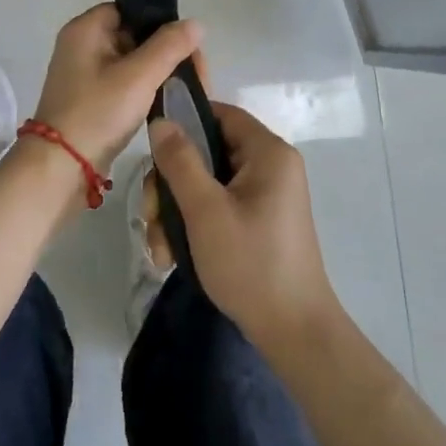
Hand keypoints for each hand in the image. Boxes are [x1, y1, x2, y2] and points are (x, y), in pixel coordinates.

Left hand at [32, 5, 201, 170]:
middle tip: (197, 71)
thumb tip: (196, 24)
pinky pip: (123, 83)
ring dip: (159, 71)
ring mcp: (84, 75)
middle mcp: (81, 46)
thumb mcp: (139, 75)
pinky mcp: (90, 100)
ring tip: (189, 87)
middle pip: (133, 35)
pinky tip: (167, 100)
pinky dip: (145, 89)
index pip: (129, 9)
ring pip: (131, 61)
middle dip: (166, 50)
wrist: (60, 167)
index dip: (159, 21)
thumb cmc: (98, 112)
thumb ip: (170, 46)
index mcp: (85, 29)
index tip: (187, 43)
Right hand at [149, 103, 340, 352]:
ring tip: (160, 249)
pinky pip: (217, 206)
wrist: (294, 331)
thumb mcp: (206, 210)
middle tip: (152, 217)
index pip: (220, 114)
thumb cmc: (251, 263)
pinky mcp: (258, 221)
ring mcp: (265, 196)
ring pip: (206, 184)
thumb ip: (180, 161)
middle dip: (171, 185)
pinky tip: (172, 256)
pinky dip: (193, 226)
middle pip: (206, 153)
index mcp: (268, 153)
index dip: (184, 123)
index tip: (151, 150)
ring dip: (176, 212)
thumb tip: (161, 121)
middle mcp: (270, 167)